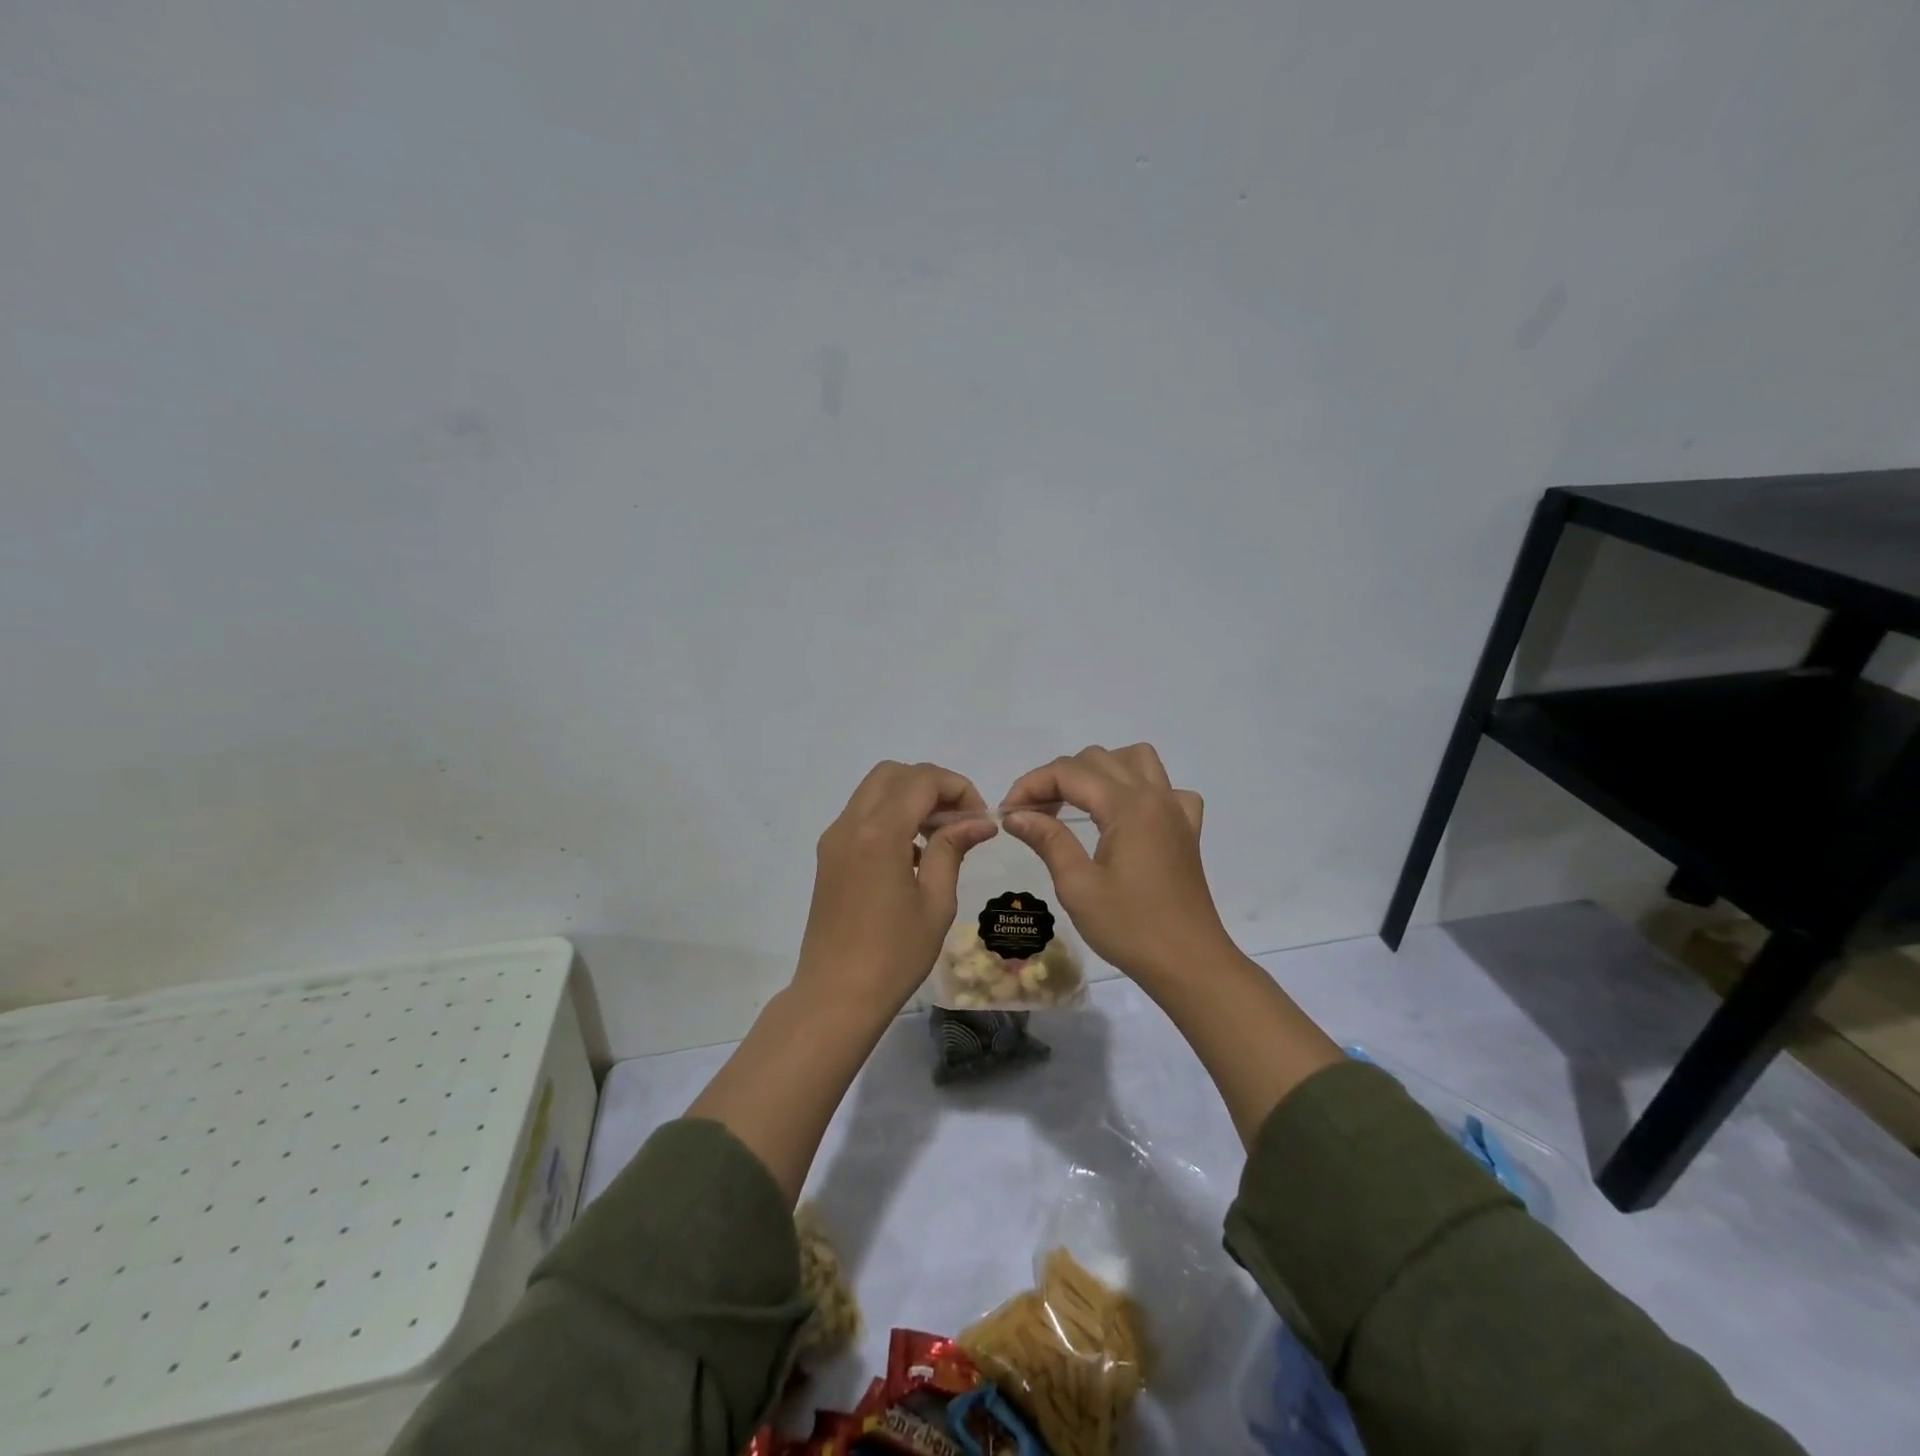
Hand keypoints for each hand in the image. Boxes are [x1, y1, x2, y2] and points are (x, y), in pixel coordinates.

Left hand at [794, 760, 995, 1013]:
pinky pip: (862, 815)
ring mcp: (834, 839)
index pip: (922, 780)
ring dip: (909, 798)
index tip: (979, 817)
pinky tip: (912, 854)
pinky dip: (890, 815)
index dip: (957, 787)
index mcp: (879, 833)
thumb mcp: (935, 901)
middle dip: (931, 785)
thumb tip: (980, 821)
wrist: (835, 995)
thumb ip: (952, 849)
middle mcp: (850, 824)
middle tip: (958, 819)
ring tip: (939, 836)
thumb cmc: (894, 955)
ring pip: (874, 790)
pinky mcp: (828, 856)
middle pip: (893, 774)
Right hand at [1002, 743, 1229, 988]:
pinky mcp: (1187, 830)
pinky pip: (1167, 789)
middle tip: (1034, 815)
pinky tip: (1128, 817)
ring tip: (1079, 803)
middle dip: (1058, 778)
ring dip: (1101, 771)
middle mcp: (1154, 796)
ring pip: (1137, 760)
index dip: (1031, 786)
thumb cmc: (1130, 928)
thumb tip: (1016, 815)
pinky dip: (1143, 790)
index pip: (1068, 773)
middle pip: (1098, 759)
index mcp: (1127, 806)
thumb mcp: (1078, 887)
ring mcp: (1176, 810)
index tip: (1008, 814)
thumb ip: (1048, 840)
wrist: (1190, 964)